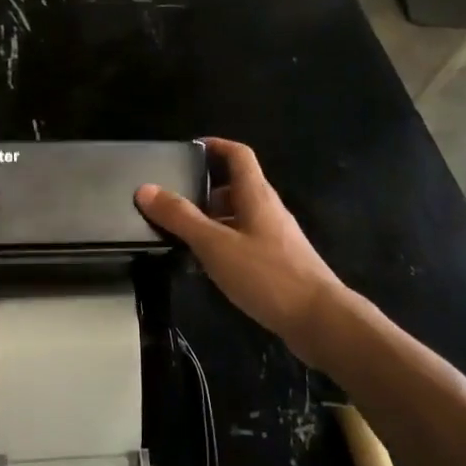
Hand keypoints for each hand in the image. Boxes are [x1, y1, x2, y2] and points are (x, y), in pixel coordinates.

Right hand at [136, 138, 347, 365]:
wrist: (319, 319)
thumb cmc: (267, 275)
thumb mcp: (215, 244)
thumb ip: (180, 218)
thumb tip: (145, 189)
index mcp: (256, 195)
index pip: (238, 154)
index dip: (214, 146)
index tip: (186, 151)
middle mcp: (268, 209)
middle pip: (235, 186)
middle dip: (203, 191)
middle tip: (171, 202)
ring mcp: (275, 237)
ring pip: (238, 217)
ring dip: (210, 220)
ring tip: (179, 235)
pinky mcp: (277, 262)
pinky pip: (244, 242)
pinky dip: (222, 245)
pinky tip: (205, 266)